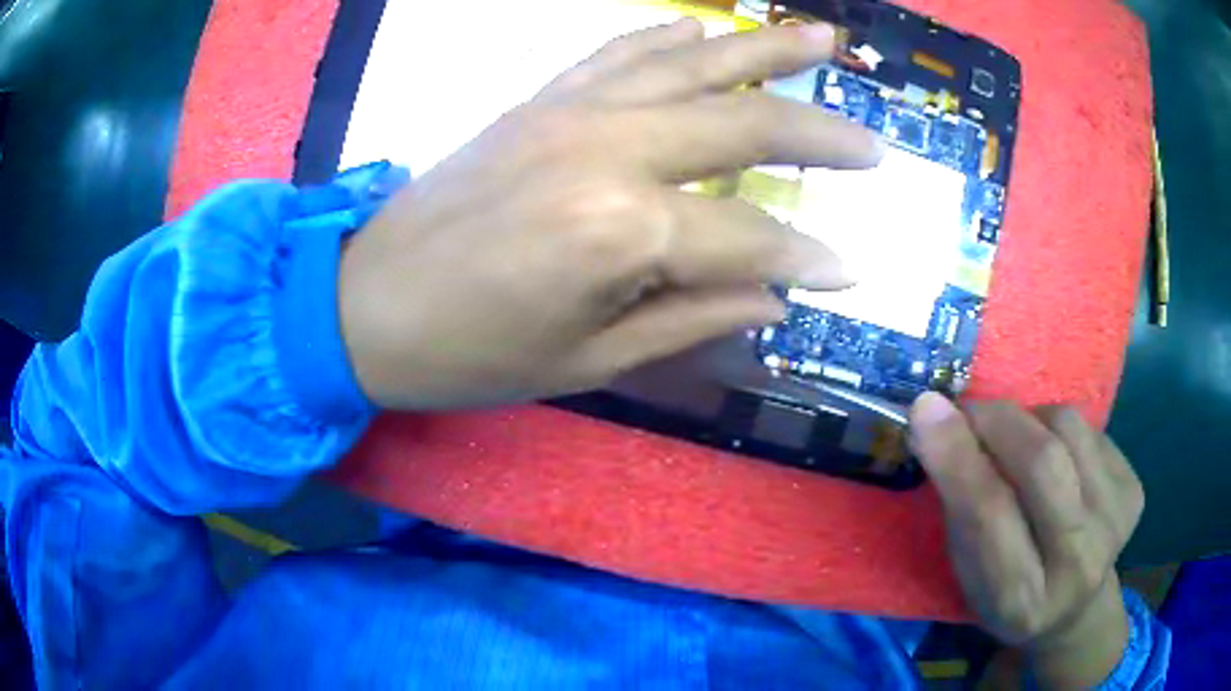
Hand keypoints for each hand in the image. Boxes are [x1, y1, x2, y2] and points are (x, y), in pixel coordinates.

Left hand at [338, 20, 881, 410]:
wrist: (366, 305)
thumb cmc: (469, 354)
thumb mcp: (588, 363)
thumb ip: (694, 319)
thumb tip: (776, 296)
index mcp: (621, 232)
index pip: (750, 239)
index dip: (807, 259)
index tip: (851, 271)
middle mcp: (606, 148)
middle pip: (742, 124)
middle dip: (820, 134)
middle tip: (873, 146)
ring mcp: (569, 110)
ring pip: (692, 62)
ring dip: (764, 48)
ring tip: (823, 35)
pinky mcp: (538, 99)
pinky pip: (618, 51)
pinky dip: (670, 36)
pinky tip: (706, 27)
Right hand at [909, 394, 1144, 689]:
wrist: (1076, 610)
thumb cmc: (1008, 595)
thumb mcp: (970, 573)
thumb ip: (960, 507)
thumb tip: (935, 420)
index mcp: (1020, 602)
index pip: (989, 517)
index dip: (958, 457)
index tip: (926, 408)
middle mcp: (1077, 566)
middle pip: (1042, 463)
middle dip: (998, 420)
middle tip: (969, 409)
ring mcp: (1114, 525)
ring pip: (1069, 429)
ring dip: (1031, 419)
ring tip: (1018, 440)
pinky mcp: (1133, 492)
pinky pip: (1092, 430)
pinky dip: (1061, 430)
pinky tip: (1057, 458)